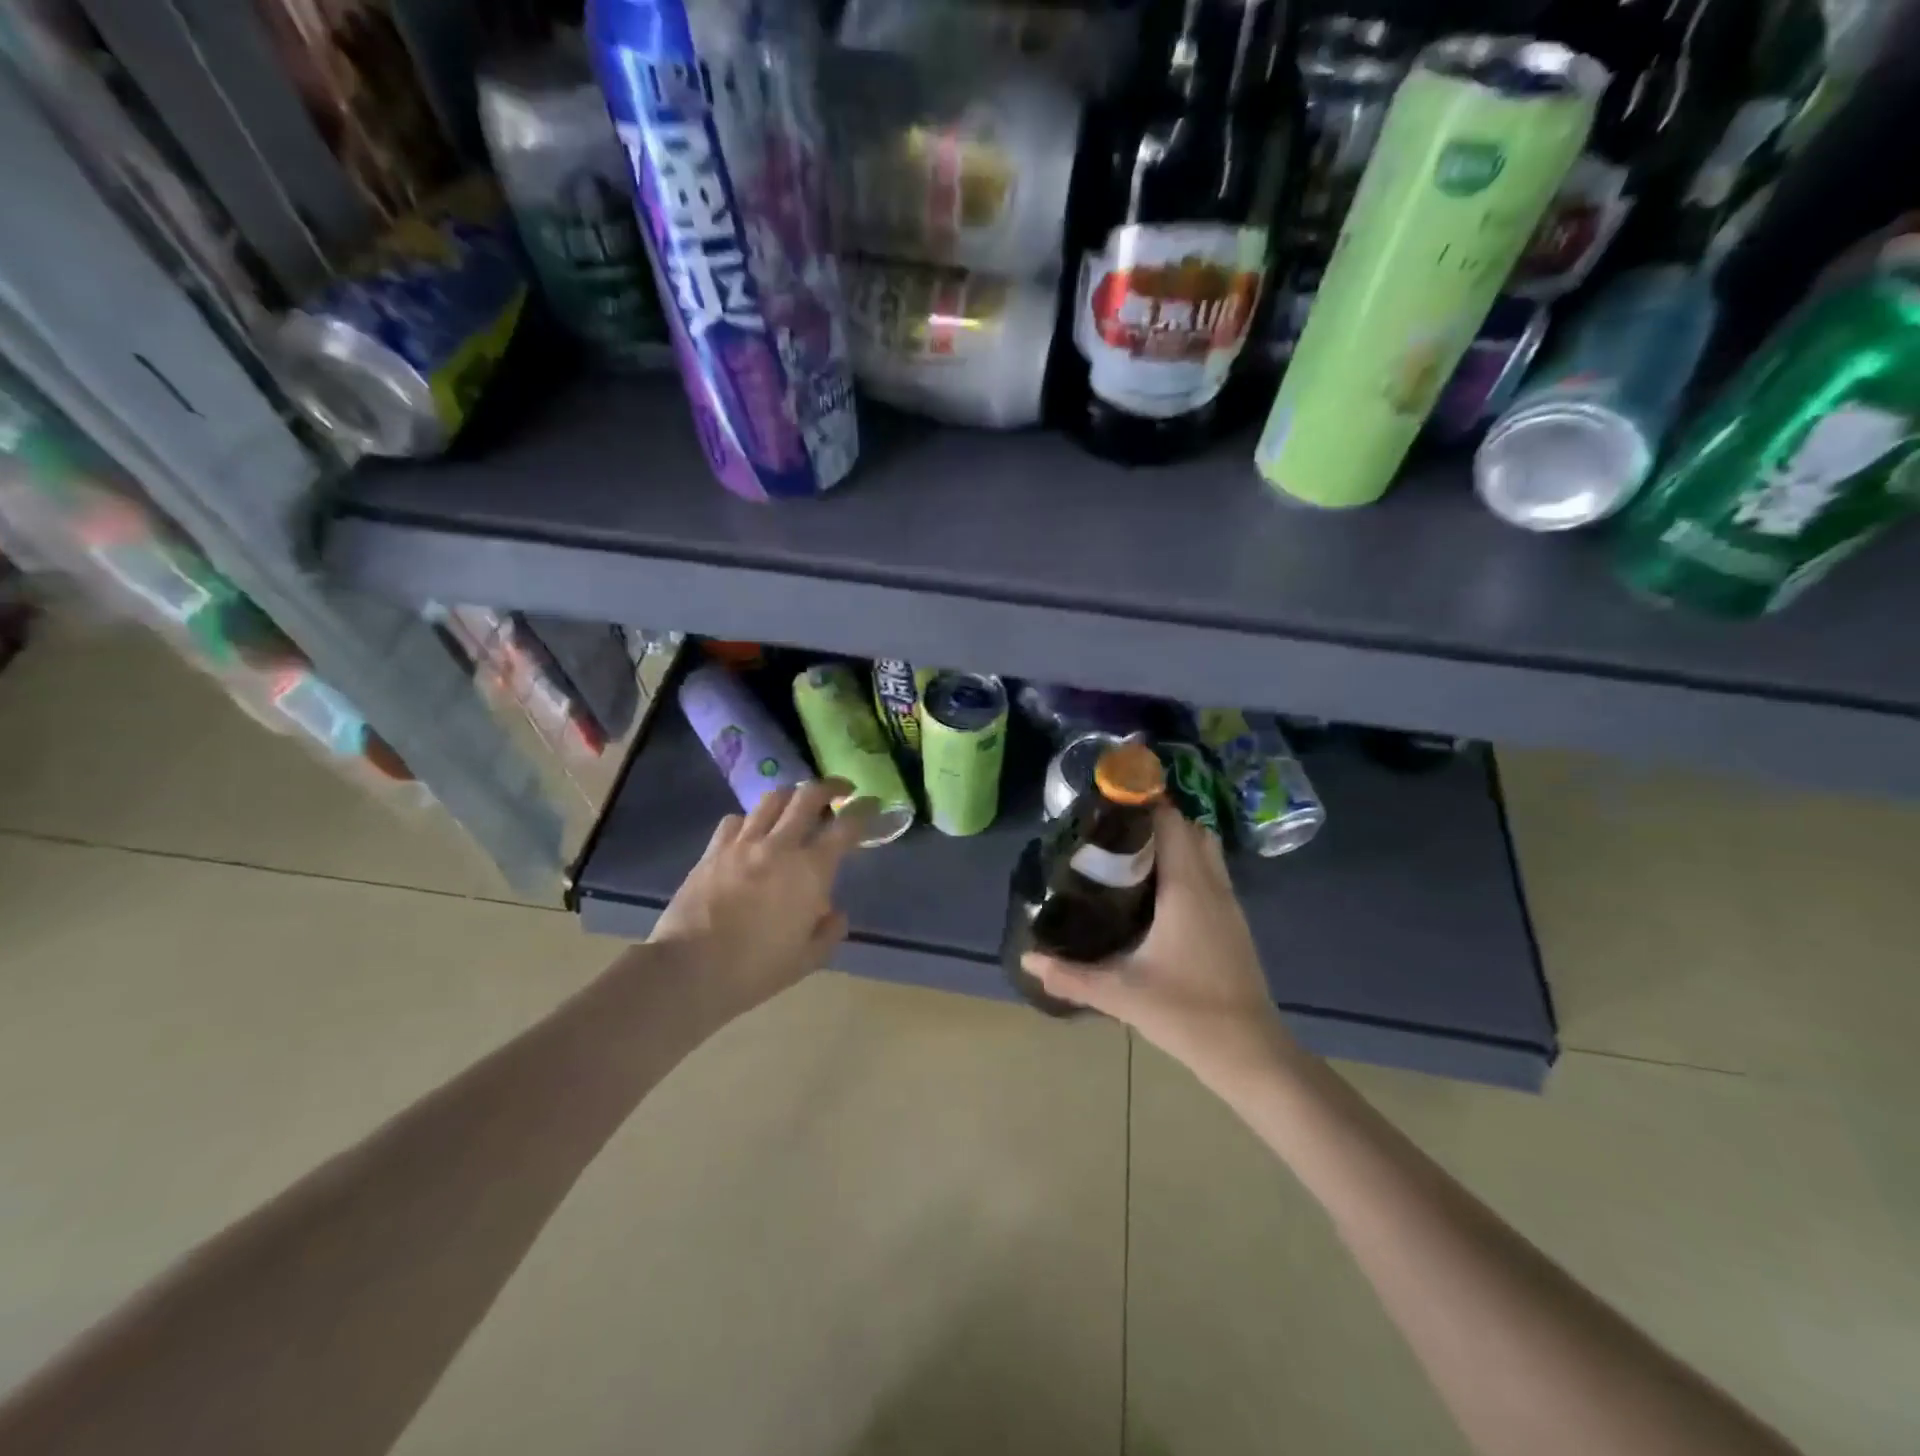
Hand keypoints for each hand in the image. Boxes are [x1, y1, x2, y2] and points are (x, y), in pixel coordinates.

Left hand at [649, 779, 869, 1017]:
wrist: (689, 970)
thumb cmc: (755, 969)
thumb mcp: (807, 959)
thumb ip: (829, 931)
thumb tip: (834, 911)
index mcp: (811, 870)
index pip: (845, 827)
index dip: (863, 811)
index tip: (870, 804)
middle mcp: (780, 846)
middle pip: (808, 796)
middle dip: (829, 787)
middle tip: (839, 790)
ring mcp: (743, 844)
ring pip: (771, 799)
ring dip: (790, 796)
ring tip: (796, 804)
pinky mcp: (712, 851)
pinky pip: (735, 820)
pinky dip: (750, 820)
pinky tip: (751, 833)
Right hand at [1024, 800, 1291, 1079]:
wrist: (1249, 1053)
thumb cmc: (1185, 1013)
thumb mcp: (1120, 993)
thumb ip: (1070, 975)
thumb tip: (1027, 960)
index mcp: (1187, 889)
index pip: (1170, 823)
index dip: (1142, 807)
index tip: (1108, 809)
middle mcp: (1211, 886)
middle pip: (1190, 830)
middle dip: (1155, 822)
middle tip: (1114, 835)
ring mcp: (1229, 904)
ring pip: (1205, 851)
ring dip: (1175, 843)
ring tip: (1131, 858)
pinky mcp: (1234, 922)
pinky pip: (1211, 873)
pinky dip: (1188, 866)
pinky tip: (1157, 893)